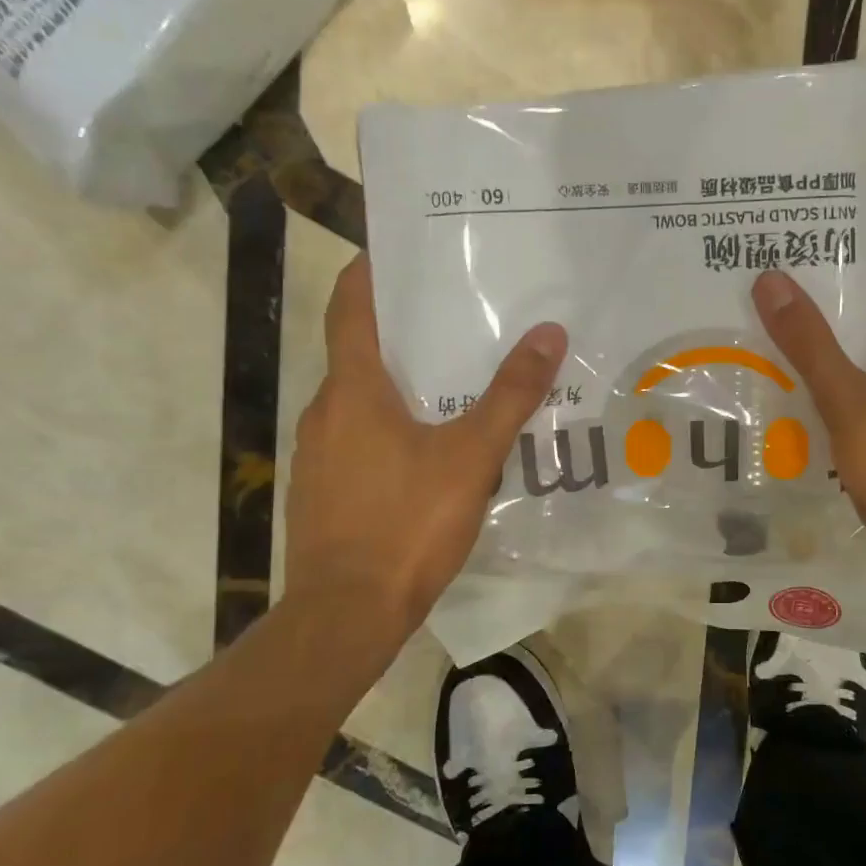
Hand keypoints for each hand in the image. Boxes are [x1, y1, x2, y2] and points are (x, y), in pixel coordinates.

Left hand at [286, 255, 565, 636]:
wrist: (347, 614)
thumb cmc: (406, 523)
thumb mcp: (471, 456)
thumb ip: (510, 395)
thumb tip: (548, 333)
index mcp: (353, 390)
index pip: (349, 309)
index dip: (368, 274)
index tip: (394, 251)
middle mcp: (325, 412)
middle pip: (360, 353)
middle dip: (404, 333)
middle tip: (457, 319)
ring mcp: (317, 455)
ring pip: (360, 401)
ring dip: (400, 385)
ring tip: (456, 385)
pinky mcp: (322, 491)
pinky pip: (358, 440)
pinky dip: (390, 428)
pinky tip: (432, 451)